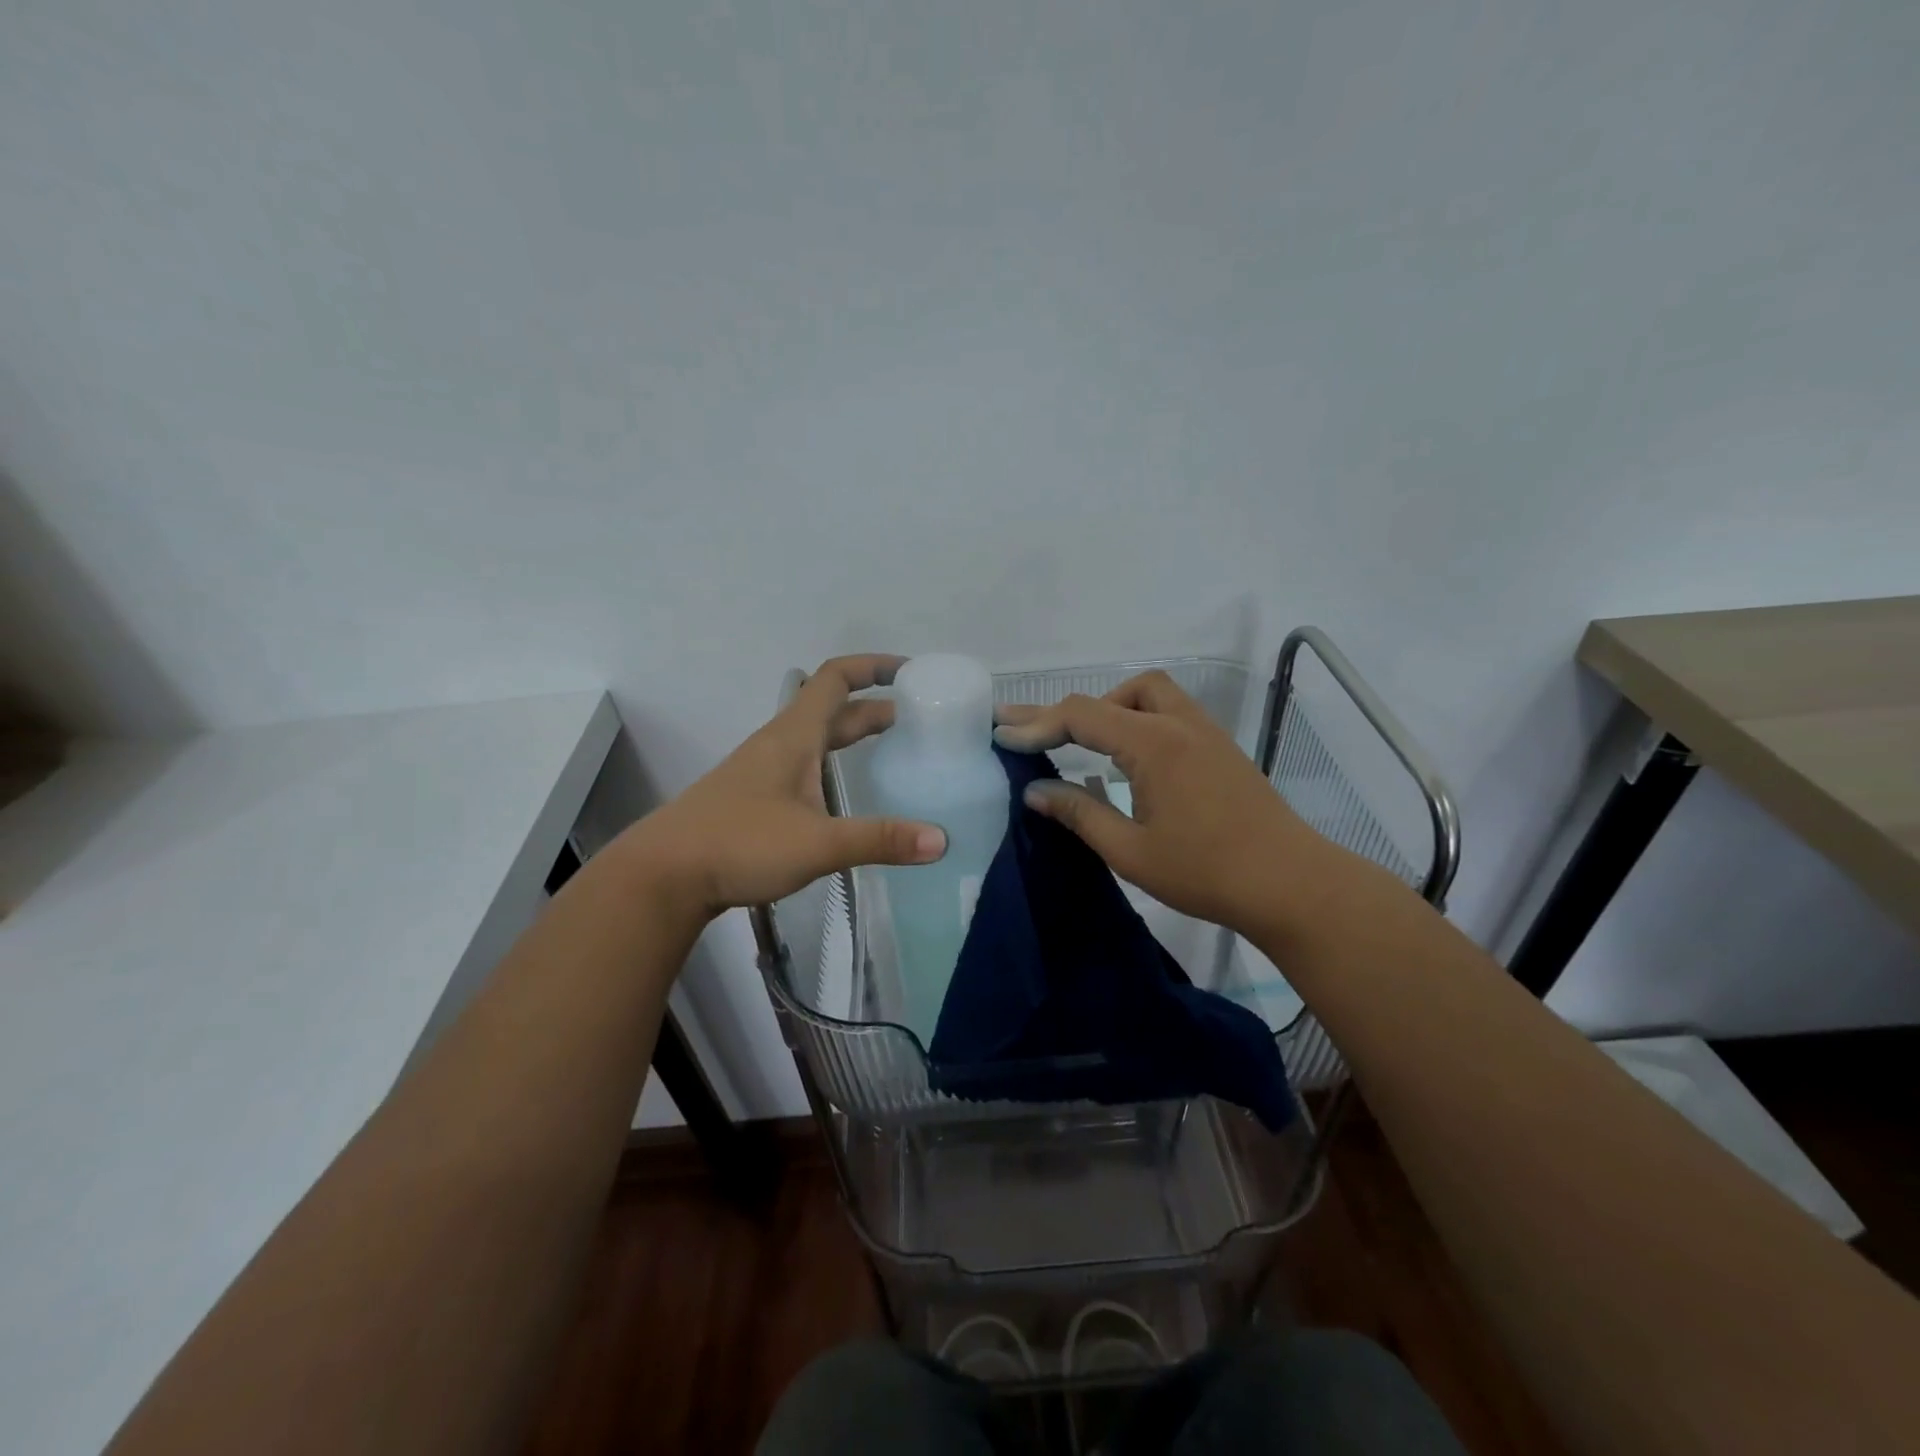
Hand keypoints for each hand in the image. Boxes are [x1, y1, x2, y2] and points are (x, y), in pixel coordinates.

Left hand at [619, 655, 946, 917]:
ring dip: (852, 734)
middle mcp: (779, 744)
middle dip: (874, 707)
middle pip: (831, 709)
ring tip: (889, 748)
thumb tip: (942, 840)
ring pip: (815, 739)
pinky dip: (833, 764)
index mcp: (794, 737)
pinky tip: (843, 794)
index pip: (835, 679)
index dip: (873, 666)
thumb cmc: (739, 844)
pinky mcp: (754, 799)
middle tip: (917, 718)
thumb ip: (880, 840)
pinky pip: (804, 765)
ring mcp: (762, 772)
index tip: (910, 672)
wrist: (662, 876)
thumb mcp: (817, 843)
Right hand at [993, 670, 1318, 932]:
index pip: (1082, 716)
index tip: (1002, 737)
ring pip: (1149, 694)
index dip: (1037, 724)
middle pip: (1114, 694)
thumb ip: (1080, 813)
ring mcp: (1205, 733)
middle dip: (1067, 710)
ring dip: (1109, 708)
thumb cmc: (1206, 872)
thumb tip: (1034, 792)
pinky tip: (1125, 756)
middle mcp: (1179, 724)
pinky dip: (1136, 720)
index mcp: (1153, 744)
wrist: (1291, 884)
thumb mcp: (1131, 851)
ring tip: (1080, 741)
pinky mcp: (1219, 749)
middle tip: (1027, 727)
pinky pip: (1168, 713)